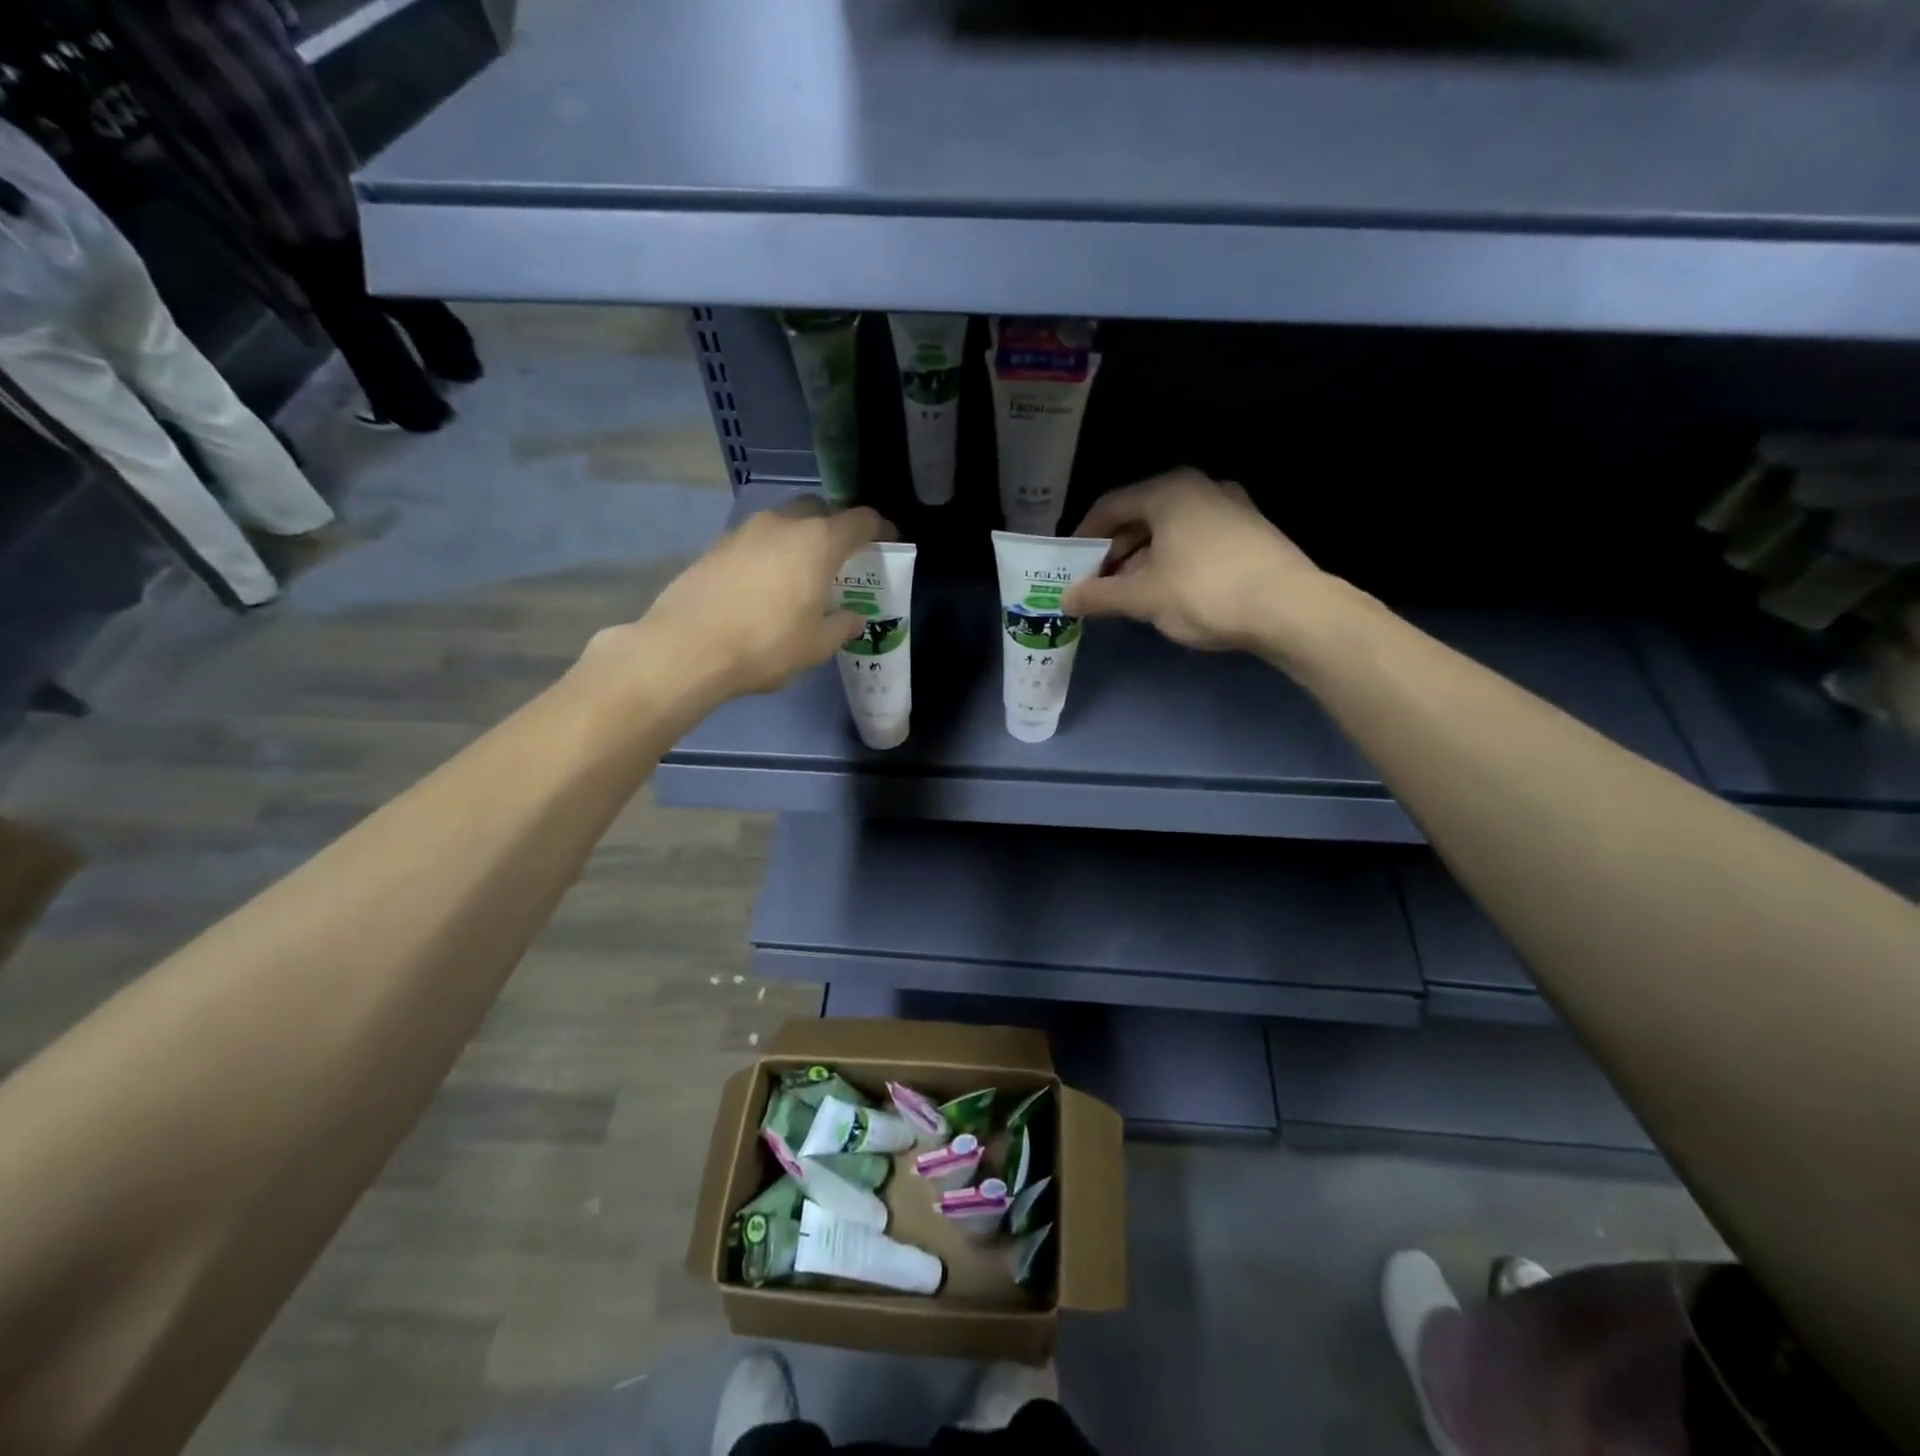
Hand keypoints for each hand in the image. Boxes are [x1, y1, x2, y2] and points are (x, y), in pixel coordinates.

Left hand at [584, 497, 890, 708]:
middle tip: (841, 560)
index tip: (887, 542)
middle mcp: (783, 523)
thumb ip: (841, 626)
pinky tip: (765, 585)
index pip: (860, 520)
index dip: (879, 529)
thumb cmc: (766, 644)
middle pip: (819, 511)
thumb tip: (853, 617)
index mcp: (818, 542)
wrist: (687, 647)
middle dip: (835, 528)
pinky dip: (770, 553)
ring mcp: (745, 530)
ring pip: (784, 523)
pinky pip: (756, 540)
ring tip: (801, 574)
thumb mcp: (816, 645)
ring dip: (799, 540)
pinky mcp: (717, 545)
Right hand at [1063, 469, 1331, 655]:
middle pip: (1141, 516)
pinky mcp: (1250, 532)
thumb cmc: (1205, 592)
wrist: (1290, 608)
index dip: (1084, 535)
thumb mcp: (1144, 597)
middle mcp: (1200, 488)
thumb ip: (1100, 595)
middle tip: (1096, 583)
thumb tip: (1066, 599)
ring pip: (1170, 530)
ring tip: (1127, 594)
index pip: (1111, 505)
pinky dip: (1172, 561)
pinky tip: (1167, 592)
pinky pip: (1195, 540)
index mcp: (1169, 490)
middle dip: (1114, 551)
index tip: (1069, 564)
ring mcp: (1231, 507)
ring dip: (1142, 560)